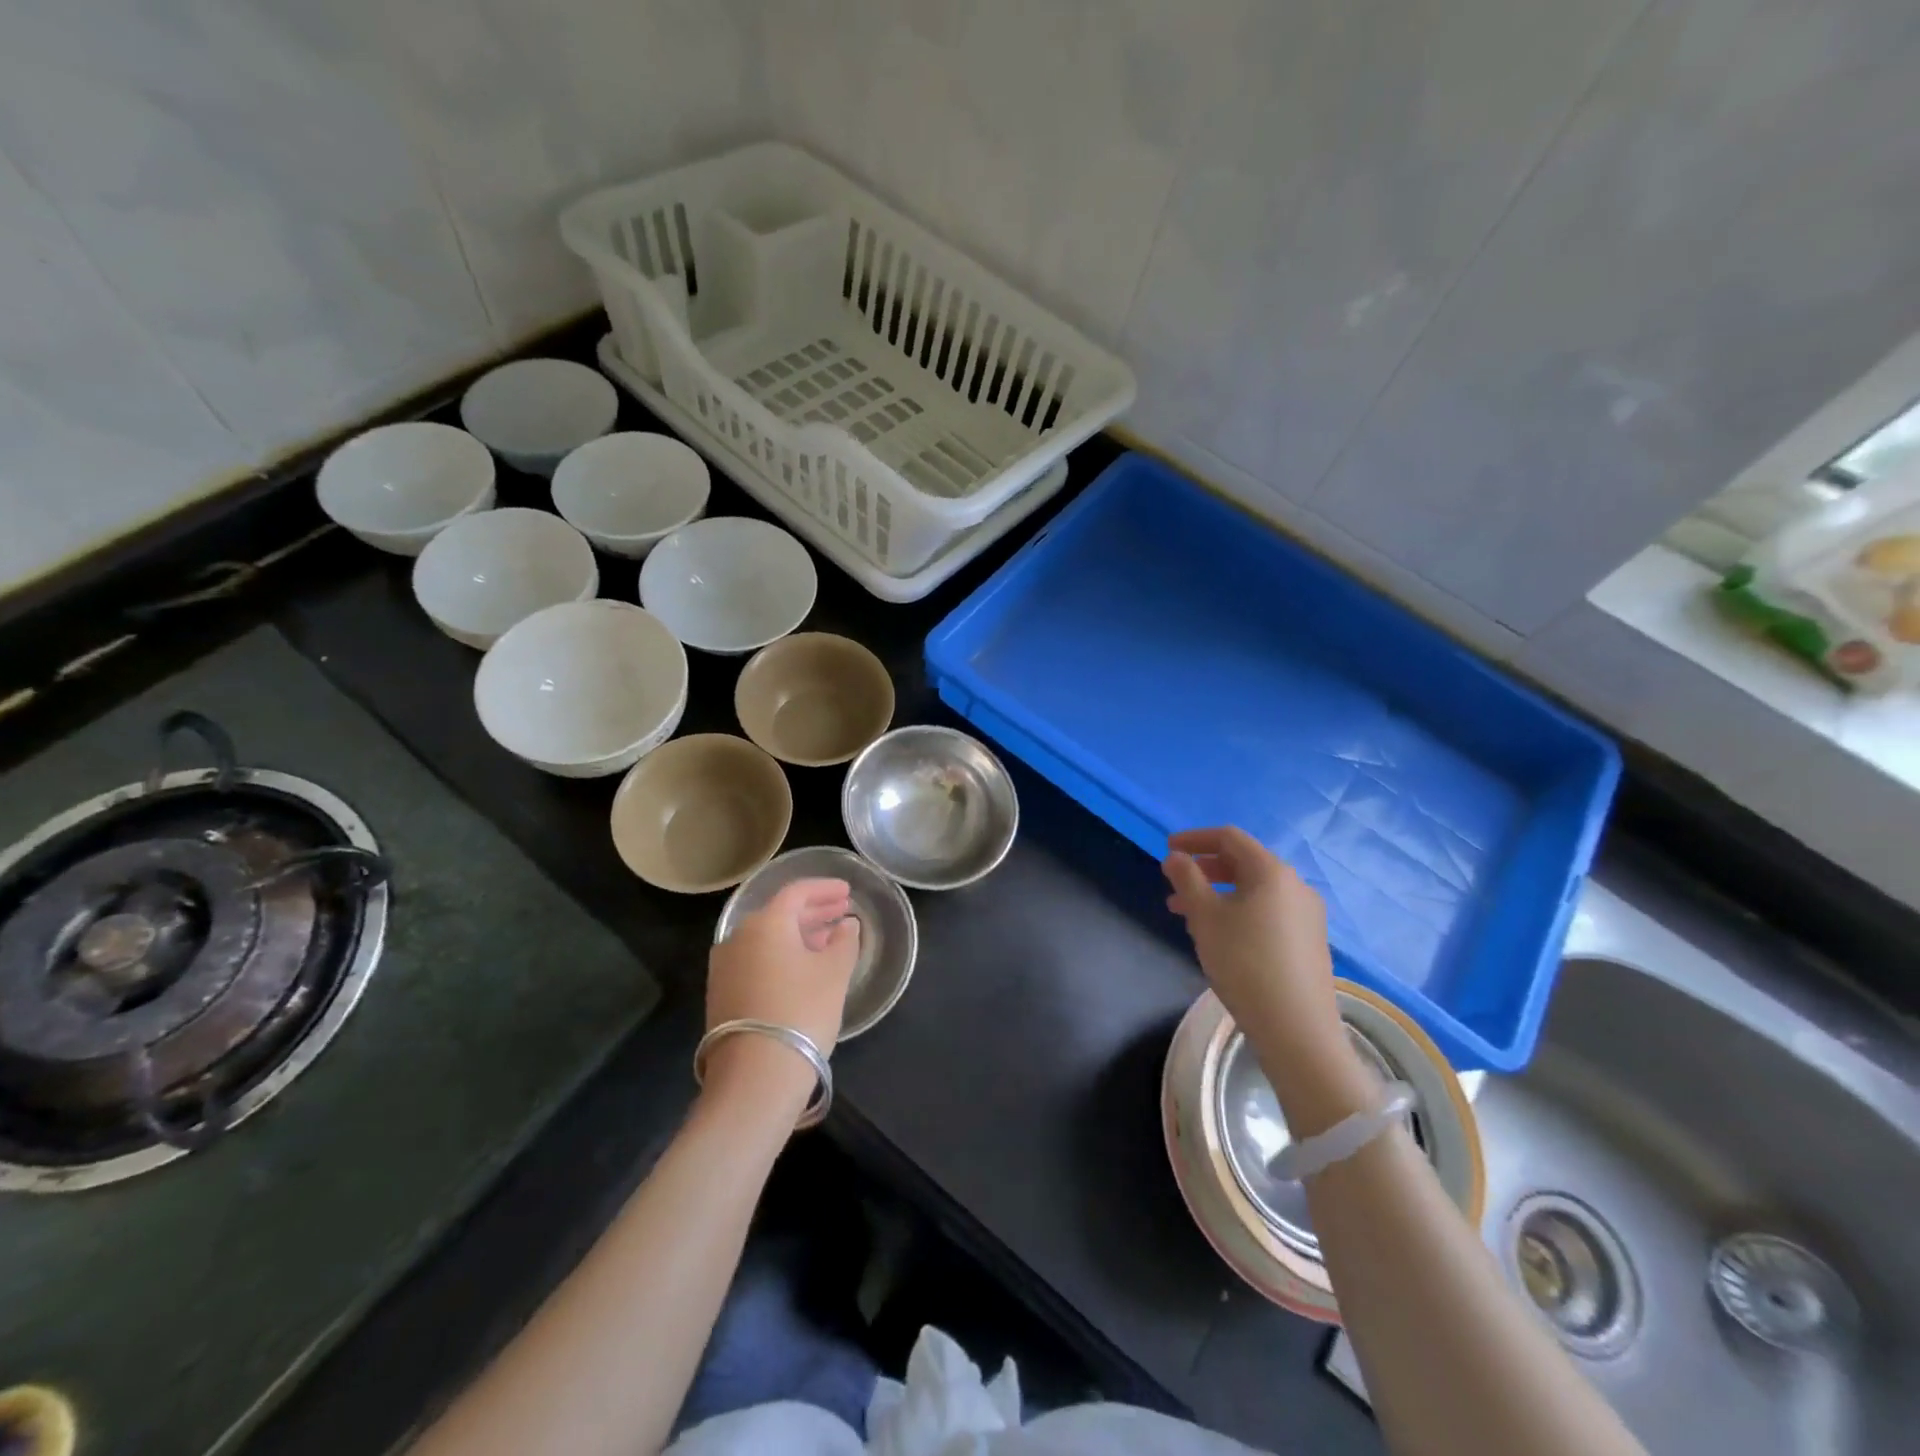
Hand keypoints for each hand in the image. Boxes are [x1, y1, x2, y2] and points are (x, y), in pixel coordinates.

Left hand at [705, 879, 860, 1097]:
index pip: (797, 892)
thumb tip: (846, 925)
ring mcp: (725, 967)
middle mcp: (738, 937)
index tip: (848, 892)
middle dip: (813, 911)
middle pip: (780, 914)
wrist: (755, 1076)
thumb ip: (844, 941)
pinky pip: (757, 960)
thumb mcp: (834, 974)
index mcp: (766, 923)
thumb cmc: (801, 1012)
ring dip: (798, 935)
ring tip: (827, 941)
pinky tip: (802, 969)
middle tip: (841, 912)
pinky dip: (781, 956)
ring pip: (767, 939)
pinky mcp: (721, 994)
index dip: (825, 889)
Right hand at [1162, 827, 1347, 1071]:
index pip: (1229, 838)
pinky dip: (1239, 911)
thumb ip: (1187, 879)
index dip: (1195, 839)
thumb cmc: (1244, 963)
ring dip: (1219, 894)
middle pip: (1244, 862)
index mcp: (1272, 871)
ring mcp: (1307, 915)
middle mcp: (1296, 885)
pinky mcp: (1310, 941)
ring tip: (1188, 916)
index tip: (1168, 849)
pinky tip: (1221, 937)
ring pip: (1255, 890)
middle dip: (1205, 870)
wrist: (1297, 1029)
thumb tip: (1175, 856)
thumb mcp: (1205, 917)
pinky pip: (1268, 911)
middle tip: (1175, 885)